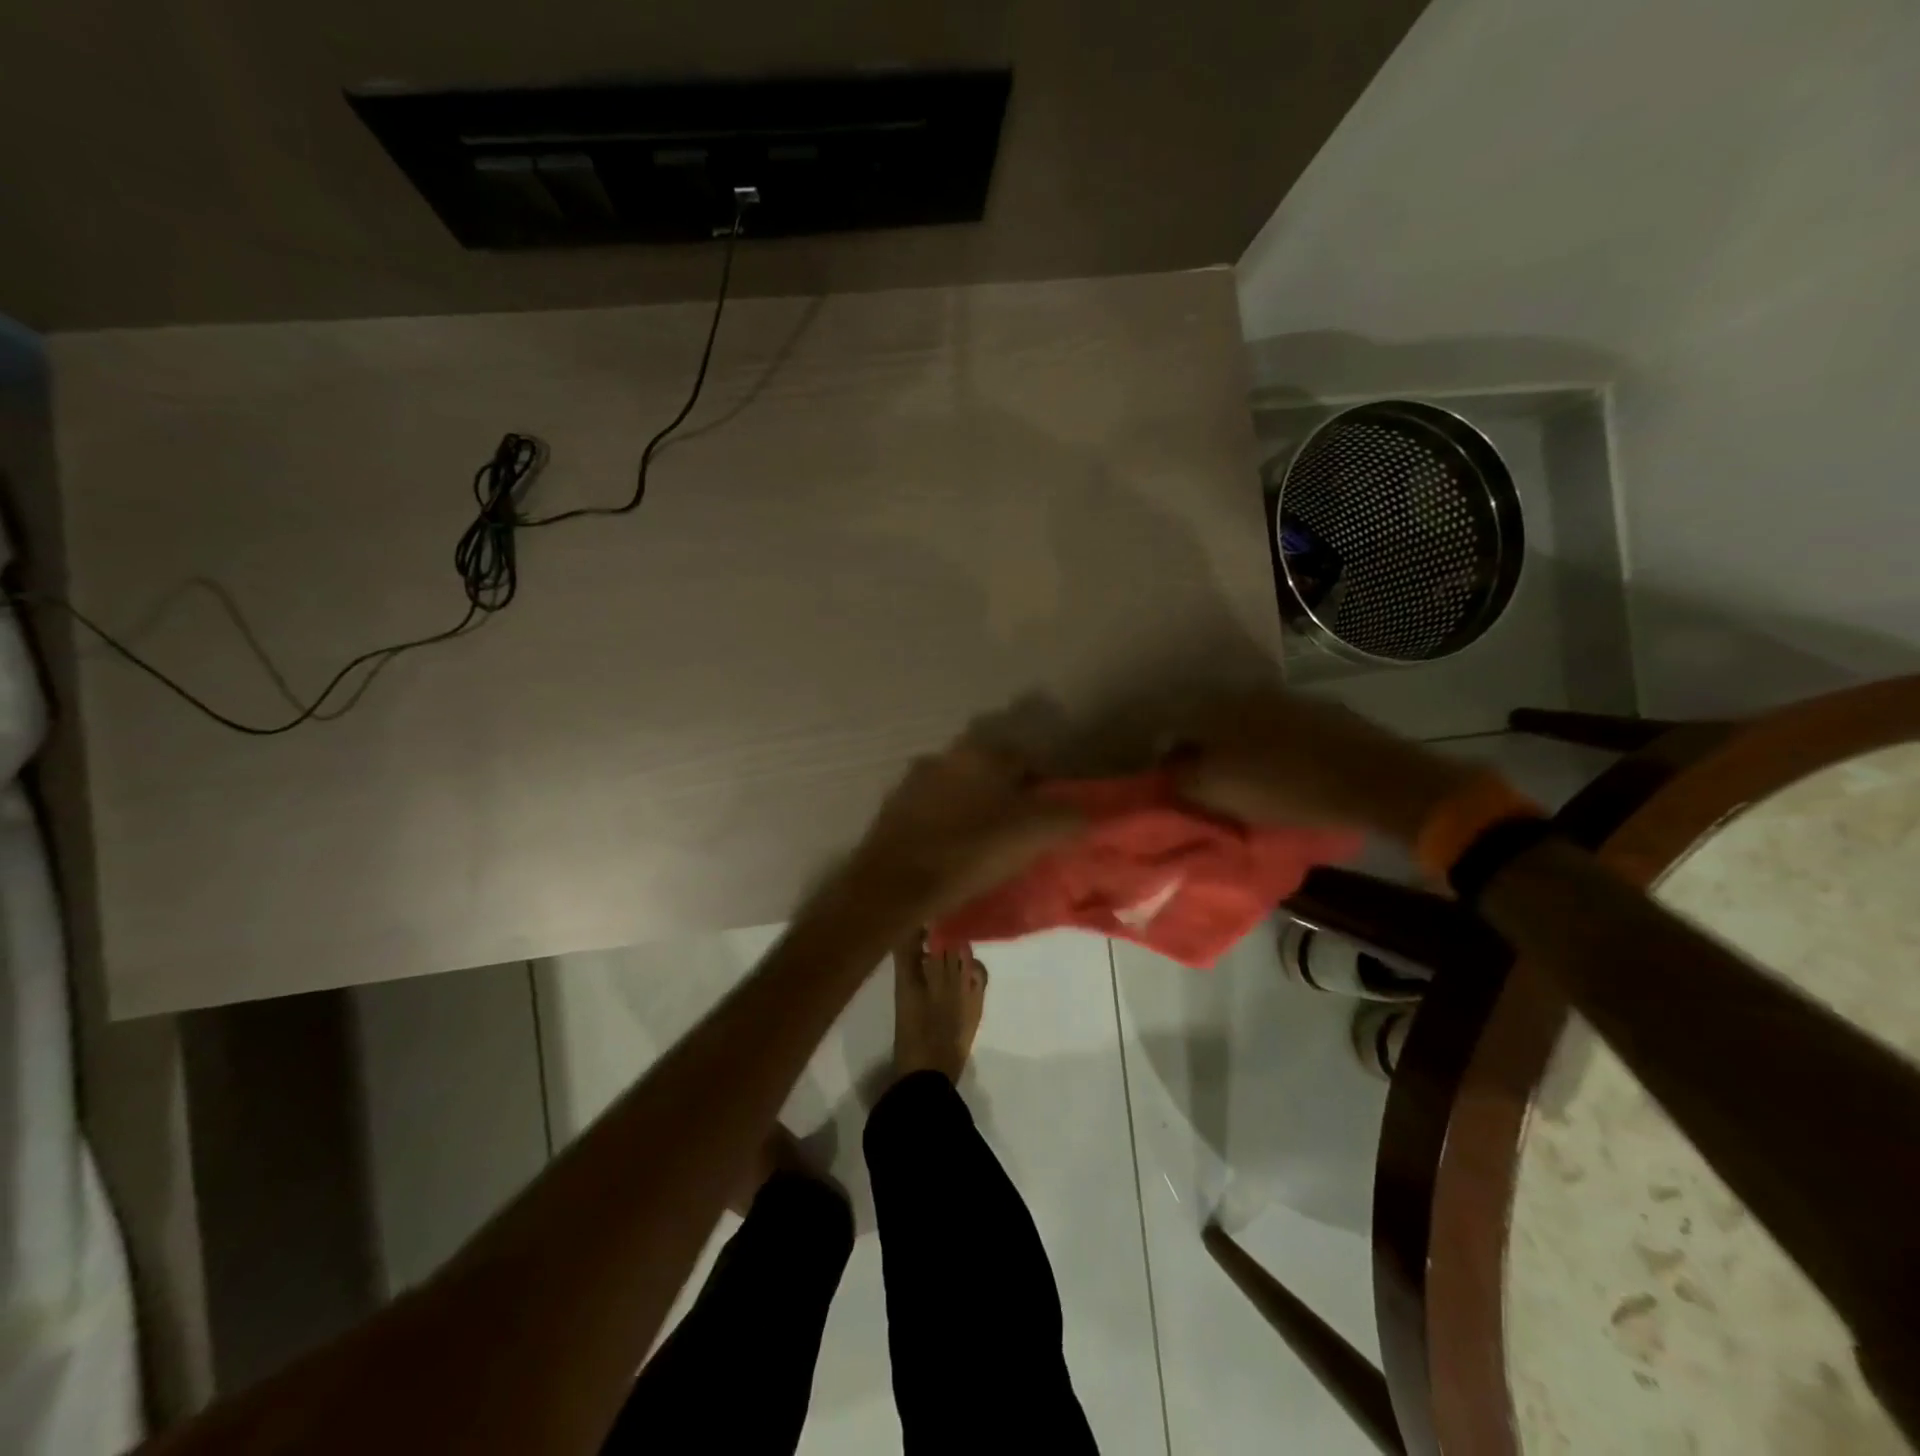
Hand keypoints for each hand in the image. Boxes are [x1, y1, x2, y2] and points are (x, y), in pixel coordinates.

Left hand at [842, 739, 1083, 920]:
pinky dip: (948, 826)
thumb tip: (1088, 814)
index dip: (1045, 791)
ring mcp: (915, 781)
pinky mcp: (894, 808)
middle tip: (1020, 836)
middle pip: (993, 775)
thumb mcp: (1033, 835)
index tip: (1049, 823)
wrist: (893, 884)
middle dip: (1009, 799)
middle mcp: (947, 756)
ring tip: (986, 849)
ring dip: (976, 811)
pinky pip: (934, 812)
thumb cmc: (970, 852)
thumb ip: (1069, 818)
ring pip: (962, 792)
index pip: (1028, 761)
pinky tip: (952, 854)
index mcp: (982, 753)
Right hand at [1165, 689, 1474, 845]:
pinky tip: (1284, 767)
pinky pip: (1282, 727)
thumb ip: (1181, 779)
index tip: (1174, 782)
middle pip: (1208, 722)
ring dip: (1239, 745)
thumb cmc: (1282, 788)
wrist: (1372, 778)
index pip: (1170, 728)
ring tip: (1247, 777)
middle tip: (1208, 780)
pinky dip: (1273, 744)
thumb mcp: (1216, 792)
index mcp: (1212, 709)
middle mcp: (1243, 693)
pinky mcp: (1321, 709)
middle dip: (1203, 748)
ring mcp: (1286, 697)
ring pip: (1246, 722)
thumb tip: (1166, 771)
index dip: (1166, 757)